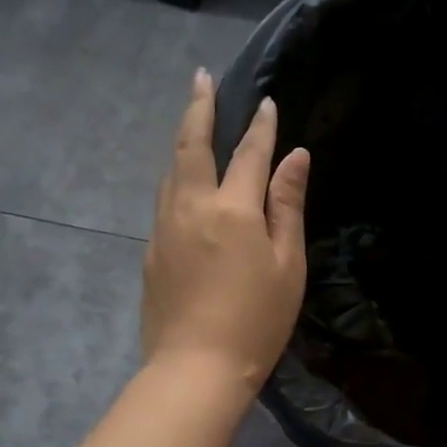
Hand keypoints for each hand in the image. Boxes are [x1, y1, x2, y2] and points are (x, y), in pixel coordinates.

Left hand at [141, 69, 309, 396]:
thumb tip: (295, 158)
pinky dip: (176, 176)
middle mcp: (191, 206)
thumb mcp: (287, 266)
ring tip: (192, 121)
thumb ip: (287, 206)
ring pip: (171, 170)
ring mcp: (164, 228)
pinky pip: (164, 198)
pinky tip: (183, 180)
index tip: (266, 102)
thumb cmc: (256, 321)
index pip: (248, 154)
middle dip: (199, 108)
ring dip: (183, 140)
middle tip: (201, 78)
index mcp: (231, 209)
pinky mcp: (151, 251)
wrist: (194, 368)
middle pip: (191, 145)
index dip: (260, 127)